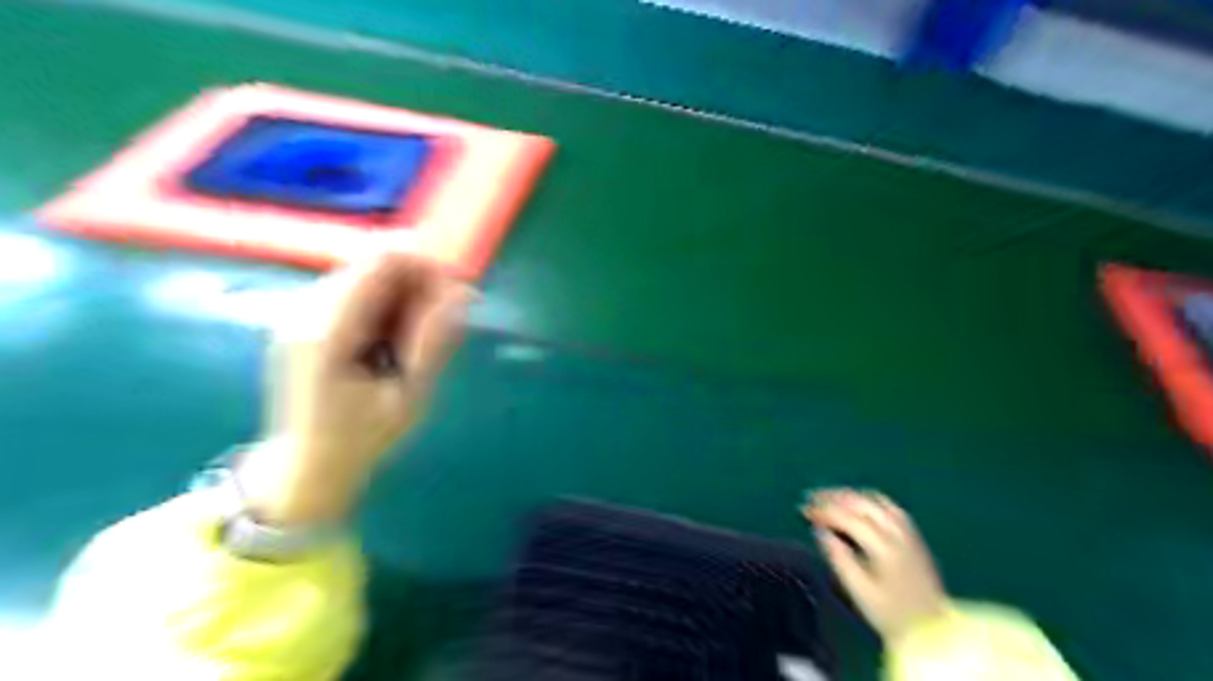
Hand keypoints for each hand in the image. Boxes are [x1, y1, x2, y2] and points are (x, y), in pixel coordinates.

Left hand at [239, 252, 469, 523]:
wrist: (303, 469)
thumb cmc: (360, 440)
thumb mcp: (408, 396)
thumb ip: (434, 341)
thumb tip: (463, 293)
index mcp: (329, 331)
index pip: (381, 262)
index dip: (426, 266)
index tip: (457, 295)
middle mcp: (306, 310)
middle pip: (373, 263)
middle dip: (417, 282)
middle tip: (445, 320)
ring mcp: (299, 313)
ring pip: (365, 276)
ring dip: (401, 295)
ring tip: (418, 337)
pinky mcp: (304, 321)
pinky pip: (354, 293)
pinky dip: (384, 305)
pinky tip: (393, 339)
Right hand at [804, 486, 945, 640]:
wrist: (933, 630)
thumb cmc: (889, 614)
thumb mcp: (858, 591)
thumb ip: (838, 558)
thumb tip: (820, 531)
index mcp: (883, 547)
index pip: (848, 518)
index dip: (824, 511)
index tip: (804, 511)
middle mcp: (897, 533)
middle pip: (862, 503)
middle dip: (833, 497)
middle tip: (811, 497)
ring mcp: (908, 531)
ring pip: (876, 500)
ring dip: (850, 495)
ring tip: (829, 497)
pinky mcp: (913, 535)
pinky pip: (888, 506)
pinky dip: (867, 499)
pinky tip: (857, 504)